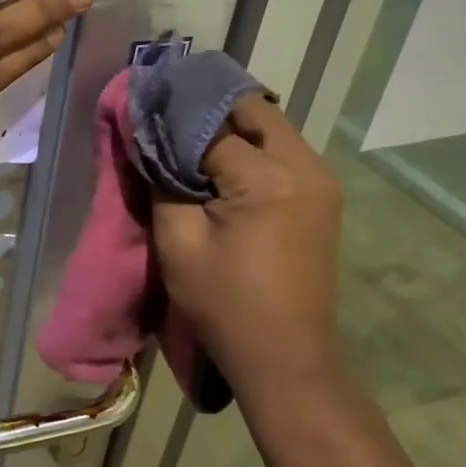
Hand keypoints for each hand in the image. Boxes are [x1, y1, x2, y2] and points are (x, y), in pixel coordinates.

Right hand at [152, 95, 343, 385]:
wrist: (286, 357)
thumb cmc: (225, 304)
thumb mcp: (177, 242)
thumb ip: (161, 181)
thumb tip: (146, 138)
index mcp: (268, 178)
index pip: (211, 124)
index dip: (173, 120)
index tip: (143, 113)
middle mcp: (305, 166)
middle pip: (251, 110)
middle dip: (206, 110)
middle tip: (167, 119)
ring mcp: (321, 179)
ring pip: (270, 126)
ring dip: (230, 127)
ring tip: (188, 141)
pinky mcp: (323, 195)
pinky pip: (282, 151)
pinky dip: (250, 147)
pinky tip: (222, 165)